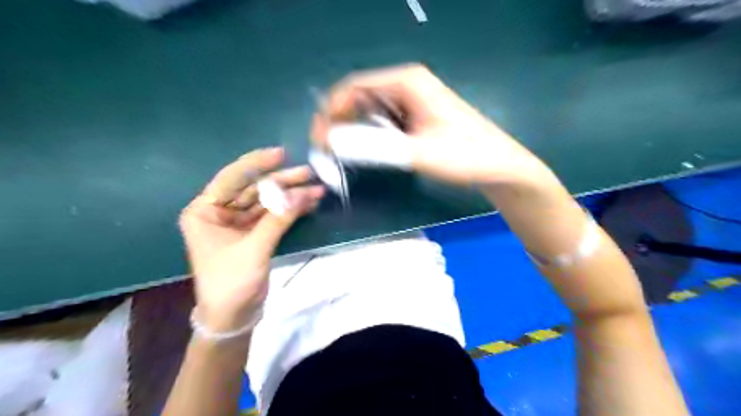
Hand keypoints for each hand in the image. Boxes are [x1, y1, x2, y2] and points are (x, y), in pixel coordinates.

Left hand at [178, 147, 323, 330]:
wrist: (233, 317)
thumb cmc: (231, 282)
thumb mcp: (254, 248)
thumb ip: (278, 219)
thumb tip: (304, 194)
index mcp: (205, 212)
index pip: (231, 179)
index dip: (256, 165)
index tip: (280, 154)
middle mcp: (220, 212)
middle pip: (254, 189)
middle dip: (282, 182)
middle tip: (308, 173)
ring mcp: (238, 223)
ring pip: (267, 201)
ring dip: (291, 196)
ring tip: (316, 189)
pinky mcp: (254, 233)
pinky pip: (273, 215)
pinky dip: (290, 210)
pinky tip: (308, 203)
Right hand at [311, 61, 556, 188]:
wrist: (498, 165)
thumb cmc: (464, 155)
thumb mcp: (416, 153)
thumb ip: (373, 148)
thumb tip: (333, 142)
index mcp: (407, 82)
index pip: (354, 87)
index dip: (331, 111)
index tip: (319, 138)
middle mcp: (407, 85)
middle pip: (360, 97)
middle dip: (339, 121)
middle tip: (326, 150)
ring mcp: (413, 100)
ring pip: (370, 110)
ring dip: (353, 130)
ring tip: (341, 154)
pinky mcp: (417, 116)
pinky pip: (384, 120)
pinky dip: (370, 134)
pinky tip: (365, 151)